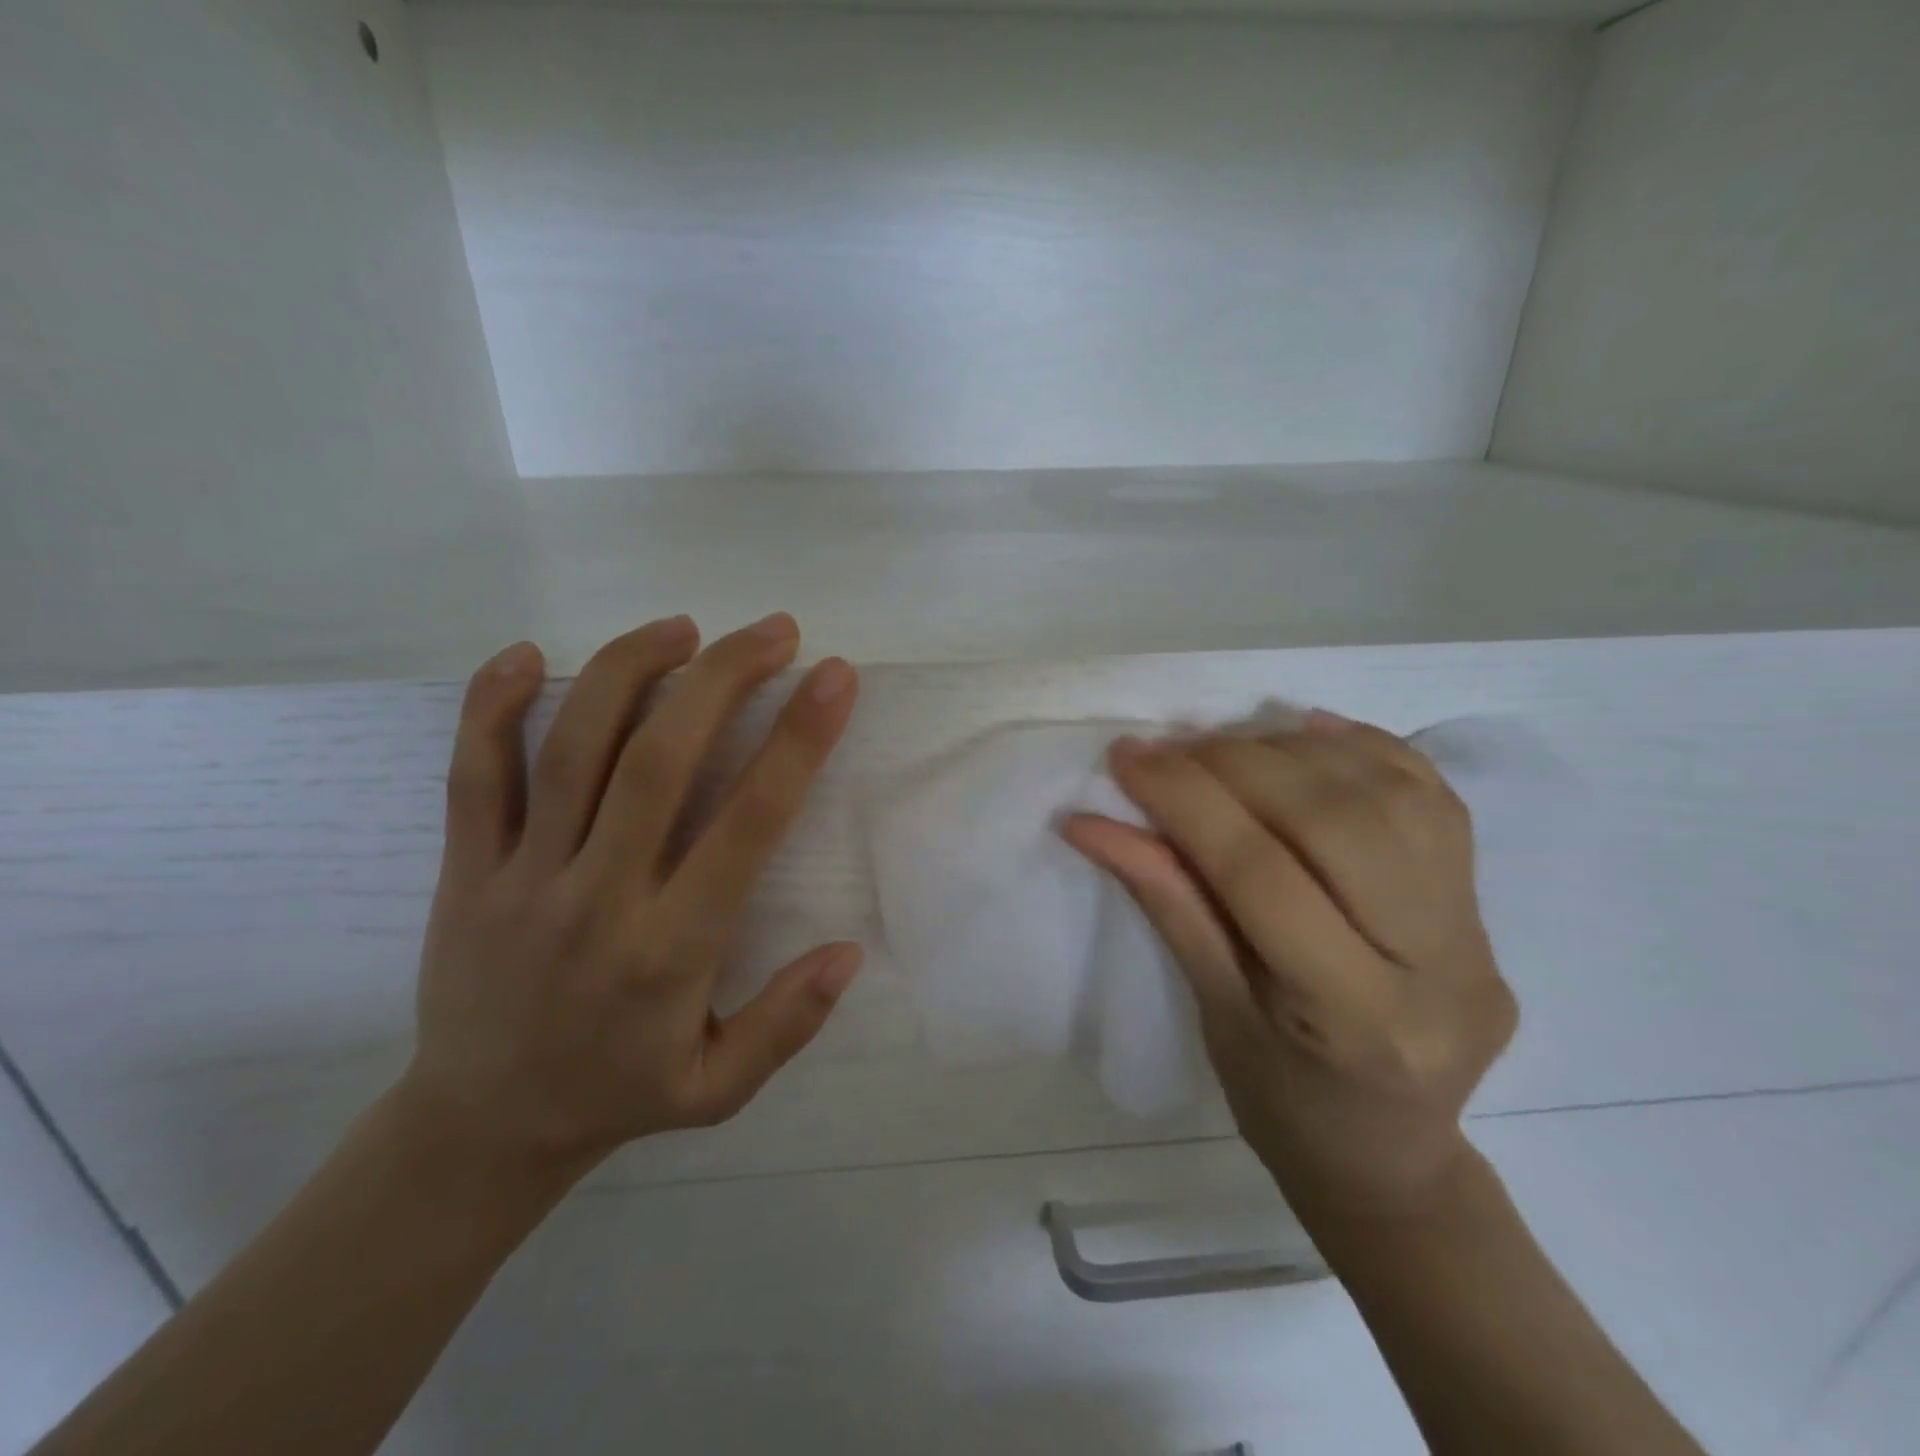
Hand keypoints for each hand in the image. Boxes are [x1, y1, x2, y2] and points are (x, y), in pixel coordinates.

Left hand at [399, 614, 862, 1184]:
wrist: (478, 1129)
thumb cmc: (617, 1093)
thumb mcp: (720, 1089)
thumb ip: (788, 1021)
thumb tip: (850, 950)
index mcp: (671, 949)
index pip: (747, 824)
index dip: (797, 742)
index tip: (833, 679)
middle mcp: (597, 898)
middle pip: (659, 761)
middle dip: (723, 678)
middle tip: (774, 630)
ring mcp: (521, 878)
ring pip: (572, 749)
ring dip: (630, 671)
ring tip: (683, 627)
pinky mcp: (465, 871)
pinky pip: (473, 775)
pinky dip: (490, 707)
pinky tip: (524, 654)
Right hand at [1064, 712, 1516, 1225]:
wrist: (1393, 1158)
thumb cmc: (1283, 1104)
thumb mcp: (1212, 1011)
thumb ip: (1166, 901)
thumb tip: (1094, 823)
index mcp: (1354, 1018)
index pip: (1260, 874)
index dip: (1185, 801)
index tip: (1127, 757)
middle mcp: (1436, 966)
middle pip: (1335, 820)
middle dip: (1237, 764)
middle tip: (1169, 748)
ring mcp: (1477, 931)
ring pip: (1390, 794)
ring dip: (1294, 751)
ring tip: (1225, 746)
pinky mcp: (1488, 905)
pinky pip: (1432, 797)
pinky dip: (1363, 749)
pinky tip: (1304, 733)